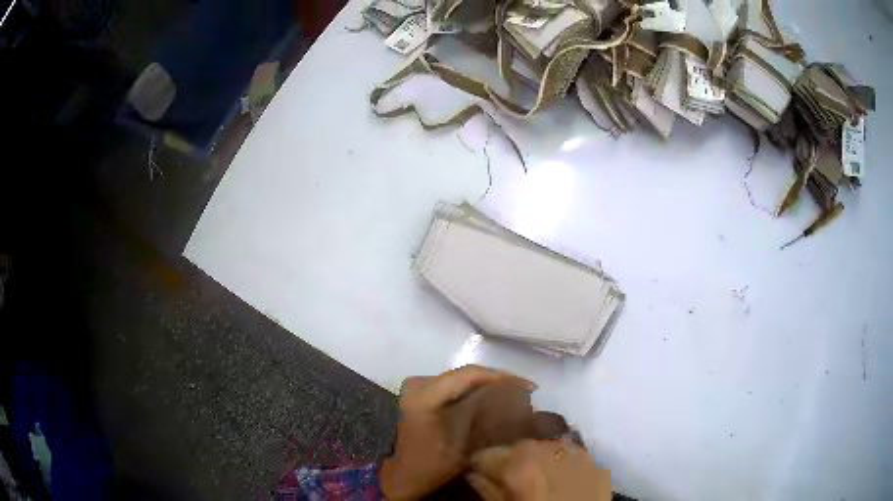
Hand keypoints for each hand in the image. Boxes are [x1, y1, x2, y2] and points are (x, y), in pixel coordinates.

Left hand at [380, 365, 534, 500]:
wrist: (403, 473)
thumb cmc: (433, 463)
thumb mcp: (463, 444)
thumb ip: (483, 416)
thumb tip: (511, 399)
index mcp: (426, 396)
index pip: (469, 375)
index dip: (501, 377)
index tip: (528, 386)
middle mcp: (419, 384)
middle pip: (465, 374)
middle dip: (496, 380)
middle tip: (523, 388)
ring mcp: (417, 387)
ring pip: (460, 378)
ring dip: (485, 383)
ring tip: (511, 391)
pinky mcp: (419, 394)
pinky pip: (452, 385)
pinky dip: (472, 389)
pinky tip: (489, 396)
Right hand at [466, 439, 611, 500]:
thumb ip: (488, 490)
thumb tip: (474, 475)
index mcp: (520, 462)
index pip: (487, 453)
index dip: (480, 464)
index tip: (477, 472)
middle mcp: (549, 449)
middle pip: (520, 447)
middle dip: (510, 459)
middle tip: (506, 478)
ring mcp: (578, 454)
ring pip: (548, 447)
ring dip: (538, 458)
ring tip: (535, 477)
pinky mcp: (598, 464)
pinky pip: (573, 456)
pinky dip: (563, 463)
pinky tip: (560, 478)